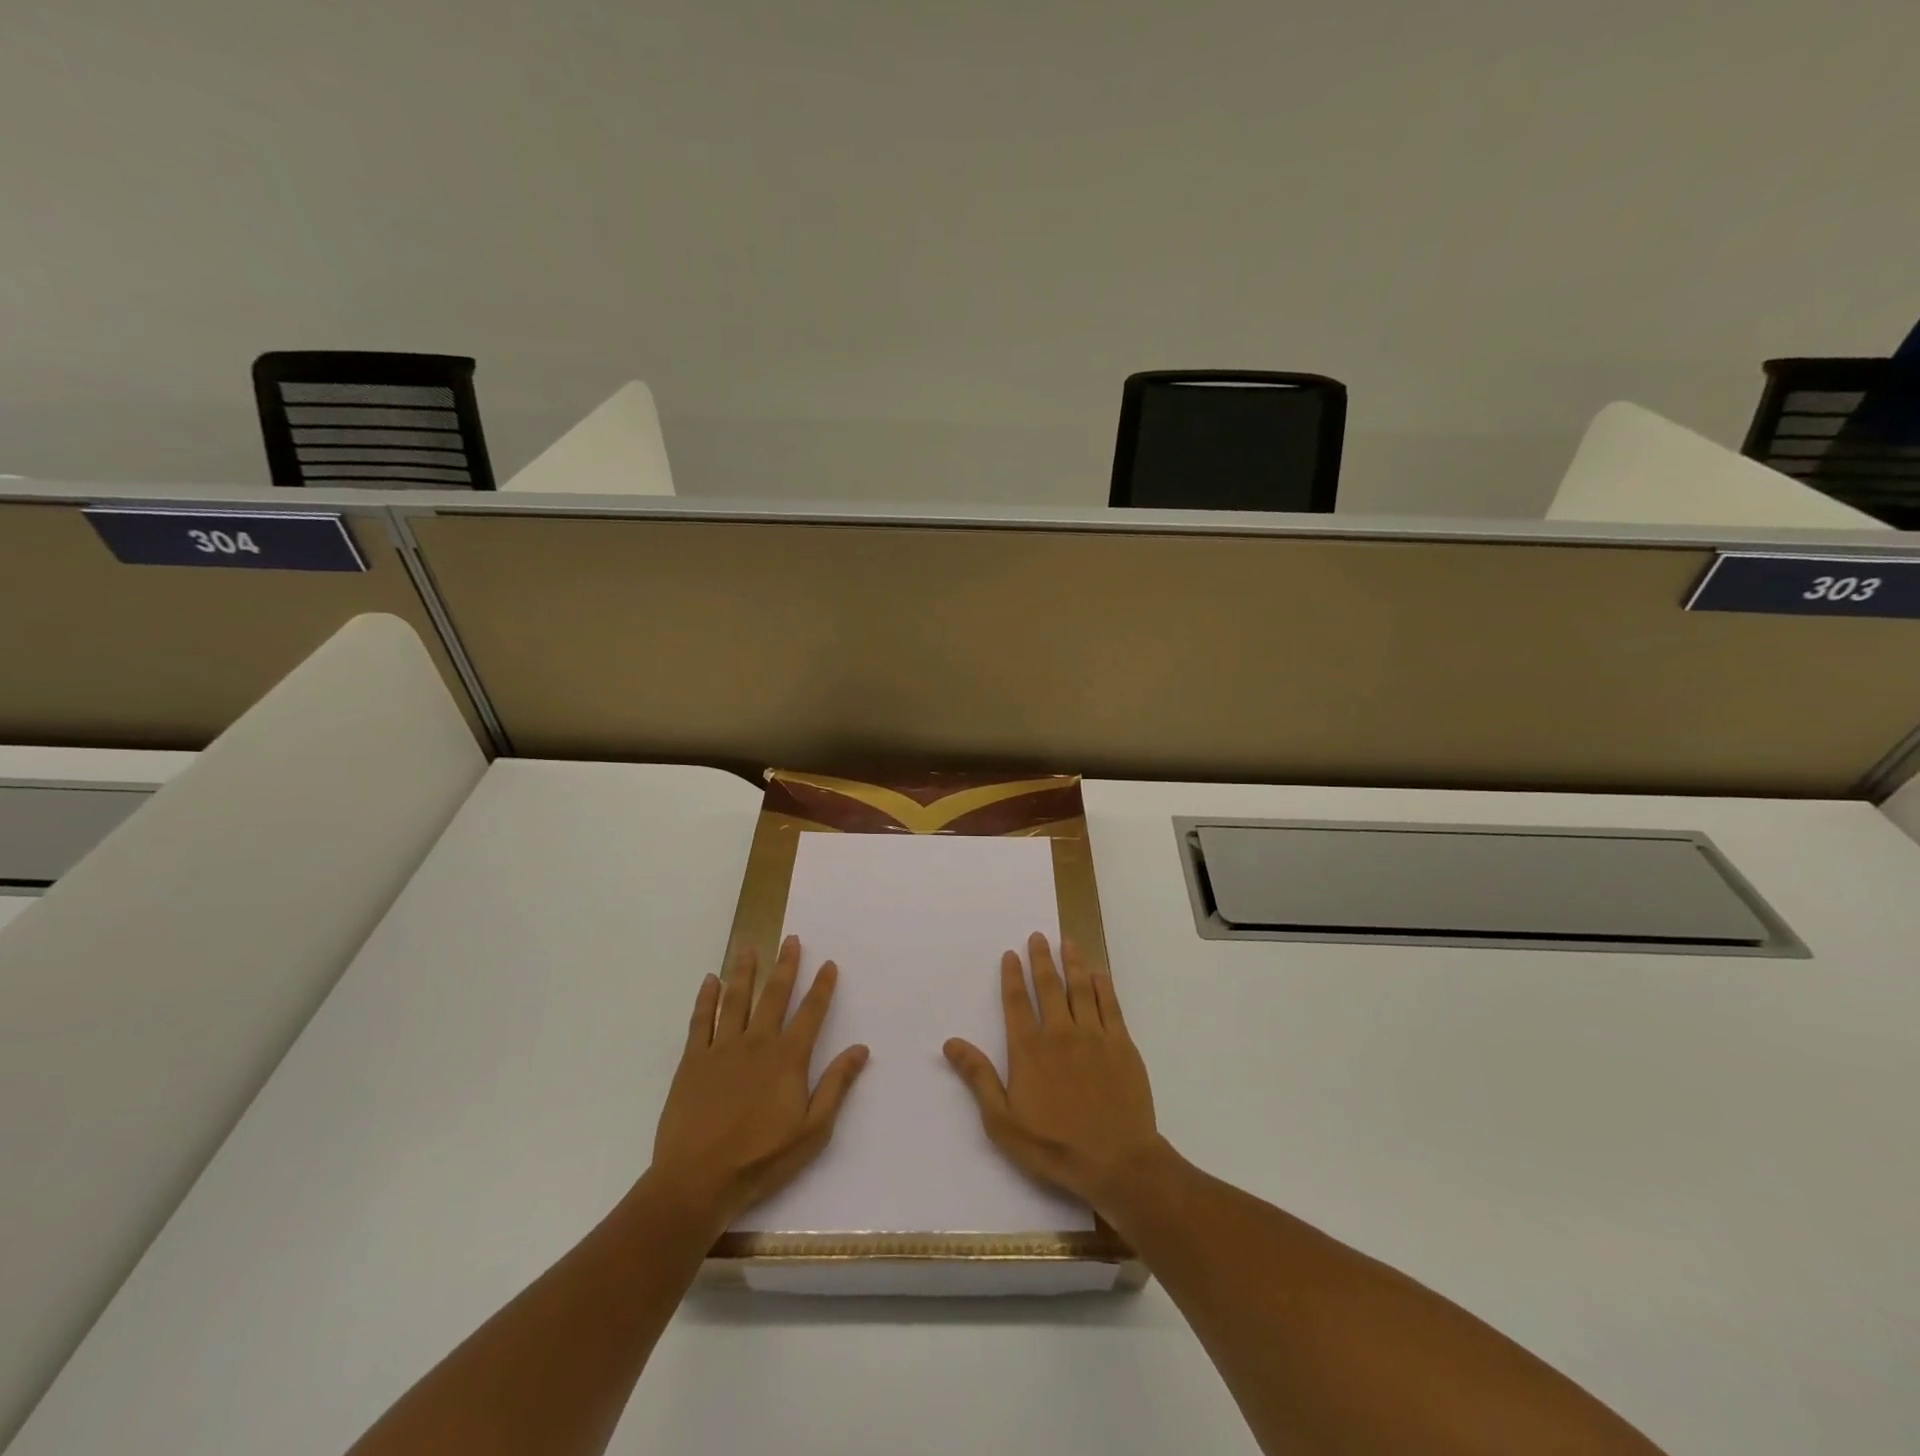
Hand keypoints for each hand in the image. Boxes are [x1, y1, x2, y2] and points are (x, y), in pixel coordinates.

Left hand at [649, 935, 868, 1235]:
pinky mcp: (692, 1061)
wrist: (698, 1182)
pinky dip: (706, 998)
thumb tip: (860, 1048)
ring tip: (749, 947)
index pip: (810, 1013)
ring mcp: (722, 1049)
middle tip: (791, 939)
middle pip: (774, 995)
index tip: (828, 963)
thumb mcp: (812, 1131)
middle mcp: (757, 1043)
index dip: (821, 987)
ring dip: (744, 971)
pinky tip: (711, 980)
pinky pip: (701, 1020)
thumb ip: (836, 1086)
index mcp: (788, 1059)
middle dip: (785, 965)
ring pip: (736, 999)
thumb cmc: (761, 1160)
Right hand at [943, 932, 1164, 1213]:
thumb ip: (979, 1078)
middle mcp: (1060, 1032)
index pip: (1016, 1002)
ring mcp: (1094, 1036)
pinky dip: (1103, 986)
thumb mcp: (1002, 1121)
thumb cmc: (1054, 1146)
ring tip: (1067, 942)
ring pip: (1081, 988)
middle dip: (1041, 958)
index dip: (1012, 976)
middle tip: (1038, 936)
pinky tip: (1099, 974)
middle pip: (1049, 986)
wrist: (1117, 1162)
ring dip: (1073, 963)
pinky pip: (1111, 1006)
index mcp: (1029, 1049)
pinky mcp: (1122, 1045)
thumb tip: (951, 1043)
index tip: (1011, 954)